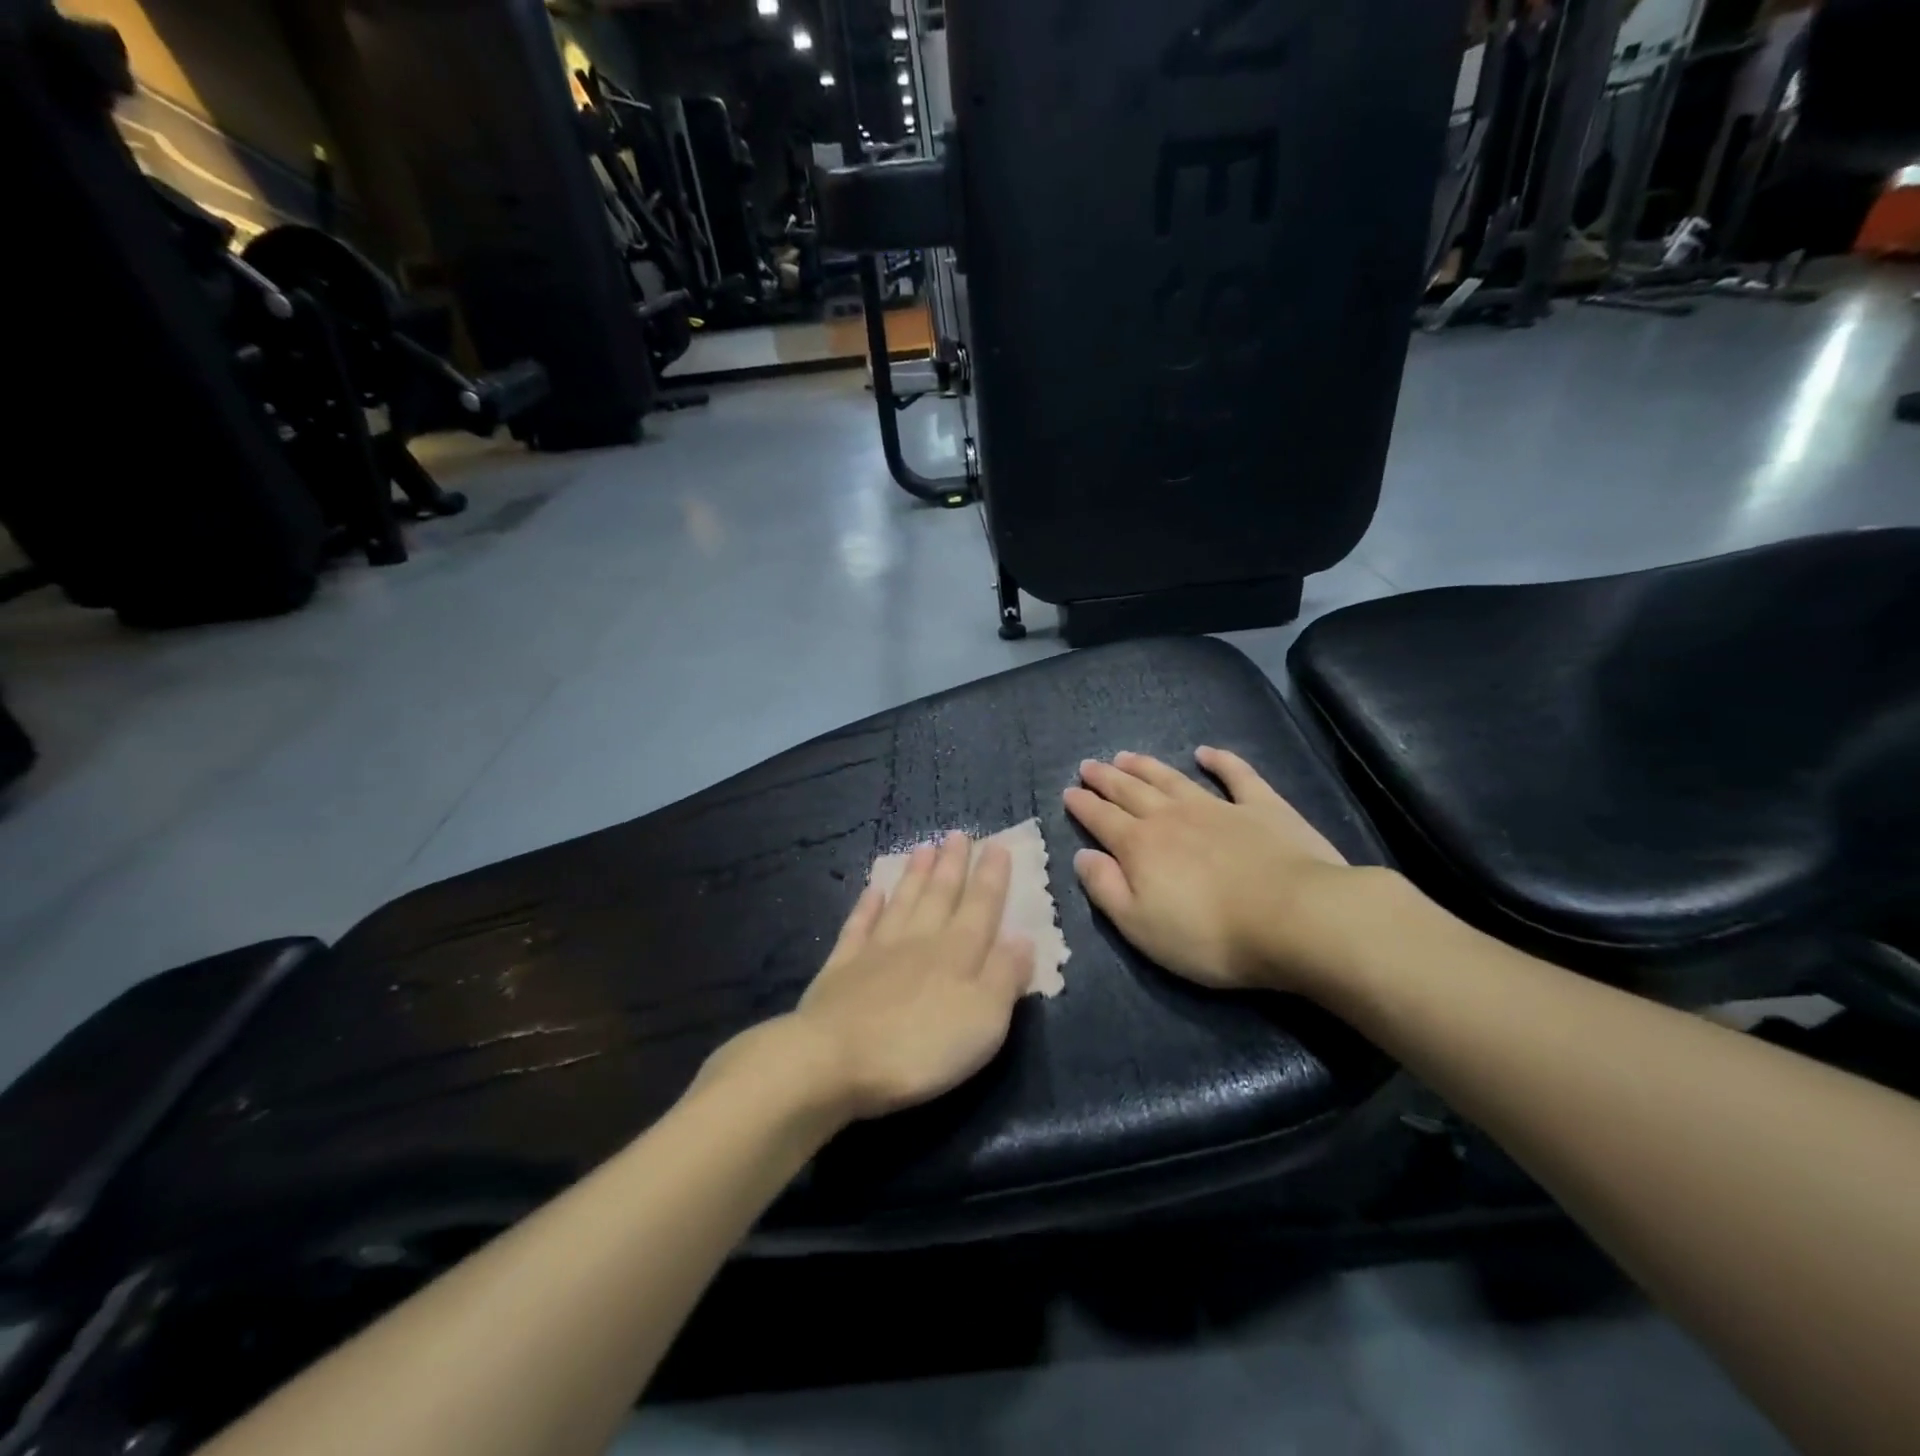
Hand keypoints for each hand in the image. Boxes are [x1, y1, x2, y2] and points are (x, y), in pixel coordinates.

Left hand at [780, 833, 1033, 1120]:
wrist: (833, 1061)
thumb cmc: (921, 1047)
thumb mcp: (983, 1020)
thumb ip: (1004, 976)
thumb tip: (1023, 937)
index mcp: (958, 952)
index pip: (981, 906)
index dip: (991, 876)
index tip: (997, 845)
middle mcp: (919, 940)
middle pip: (940, 895)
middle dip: (952, 864)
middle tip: (957, 834)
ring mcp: (876, 950)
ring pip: (902, 902)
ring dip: (915, 875)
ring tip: (923, 847)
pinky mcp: (842, 968)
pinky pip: (858, 926)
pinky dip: (867, 906)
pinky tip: (873, 889)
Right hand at [1065, 748, 1374, 994]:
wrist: (1295, 918)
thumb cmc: (1209, 934)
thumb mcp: (1140, 926)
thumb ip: (1106, 889)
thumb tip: (1082, 856)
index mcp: (1140, 846)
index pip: (1102, 820)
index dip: (1083, 806)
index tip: (1068, 791)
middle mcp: (1172, 817)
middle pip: (1131, 791)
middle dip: (1107, 778)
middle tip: (1089, 765)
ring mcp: (1218, 807)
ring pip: (1172, 778)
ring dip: (1147, 766)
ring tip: (1126, 755)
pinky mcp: (1262, 807)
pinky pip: (1236, 775)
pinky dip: (1221, 761)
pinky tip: (1206, 752)